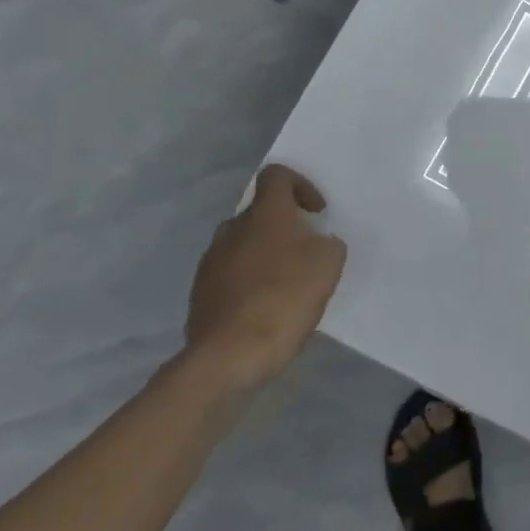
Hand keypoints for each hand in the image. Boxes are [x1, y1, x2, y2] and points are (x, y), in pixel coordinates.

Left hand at [183, 164, 347, 389]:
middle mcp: (232, 228)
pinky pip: (231, 274)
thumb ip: (327, 244)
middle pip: (260, 212)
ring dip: (266, 255)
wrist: (229, 355)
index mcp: (265, 214)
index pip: (276, 175)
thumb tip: (316, 244)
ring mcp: (211, 261)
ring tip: (287, 284)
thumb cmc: (285, 297)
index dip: (300, 185)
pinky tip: (266, 308)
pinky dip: (250, 282)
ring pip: (244, 244)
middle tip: (306, 252)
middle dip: (284, 226)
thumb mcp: (328, 264)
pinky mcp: (200, 292)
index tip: (316, 213)